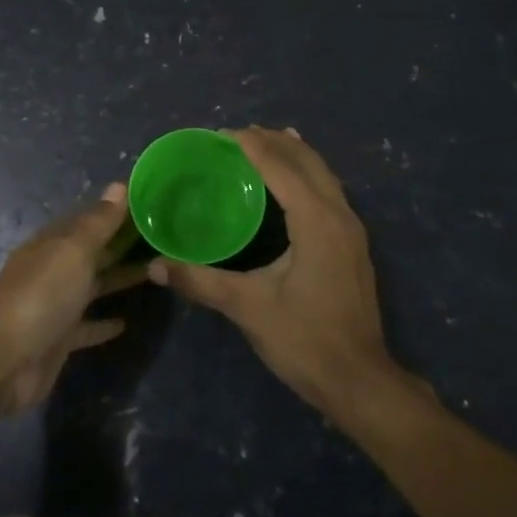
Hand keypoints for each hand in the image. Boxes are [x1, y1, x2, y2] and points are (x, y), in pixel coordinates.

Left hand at [0, 182, 142, 412]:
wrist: (3, 359)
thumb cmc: (41, 294)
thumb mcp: (73, 250)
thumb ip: (99, 222)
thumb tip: (120, 185)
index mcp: (54, 242)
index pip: (90, 219)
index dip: (118, 211)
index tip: (152, 204)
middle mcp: (54, 269)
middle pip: (94, 252)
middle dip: (122, 244)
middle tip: (163, 237)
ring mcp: (56, 305)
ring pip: (93, 286)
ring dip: (119, 279)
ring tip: (155, 272)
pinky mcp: (59, 339)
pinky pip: (86, 326)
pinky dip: (104, 323)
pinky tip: (126, 323)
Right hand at [148, 127, 404, 416]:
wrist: (361, 382)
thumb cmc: (305, 340)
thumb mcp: (248, 308)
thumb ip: (201, 281)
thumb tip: (155, 266)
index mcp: (316, 221)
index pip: (281, 168)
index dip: (251, 146)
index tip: (221, 134)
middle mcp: (339, 215)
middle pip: (308, 162)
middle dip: (275, 142)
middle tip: (239, 135)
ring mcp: (352, 230)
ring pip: (324, 175)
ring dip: (295, 155)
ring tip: (267, 142)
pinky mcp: (353, 246)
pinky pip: (330, 192)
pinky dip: (308, 174)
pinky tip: (295, 183)